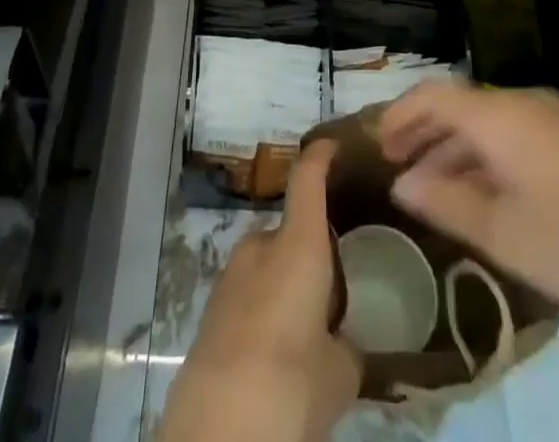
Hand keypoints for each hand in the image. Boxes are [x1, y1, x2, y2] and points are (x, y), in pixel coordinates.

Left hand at [159, 140, 359, 441]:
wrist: (216, 432)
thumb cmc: (291, 385)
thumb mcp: (341, 373)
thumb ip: (347, 344)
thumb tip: (342, 342)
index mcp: (298, 244)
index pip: (308, 178)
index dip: (321, 156)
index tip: (334, 145)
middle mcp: (261, 246)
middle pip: (291, 229)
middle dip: (312, 251)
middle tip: (336, 288)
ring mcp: (230, 276)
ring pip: (268, 264)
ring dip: (287, 282)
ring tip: (309, 327)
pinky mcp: (211, 310)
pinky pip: (249, 293)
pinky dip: (266, 308)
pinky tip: (278, 352)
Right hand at [379, 82, 558, 324]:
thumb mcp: (503, 234)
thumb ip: (446, 203)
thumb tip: (403, 184)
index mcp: (498, 115)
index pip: (432, 96)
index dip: (399, 116)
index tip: (376, 146)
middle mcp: (520, 103)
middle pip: (457, 106)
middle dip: (423, 133)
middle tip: (396, 167)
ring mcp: (551, 119)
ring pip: (485, 122)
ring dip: (453, 148)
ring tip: (432, 187)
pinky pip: (512, 135)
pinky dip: (485, 155)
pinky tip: (482, 193)